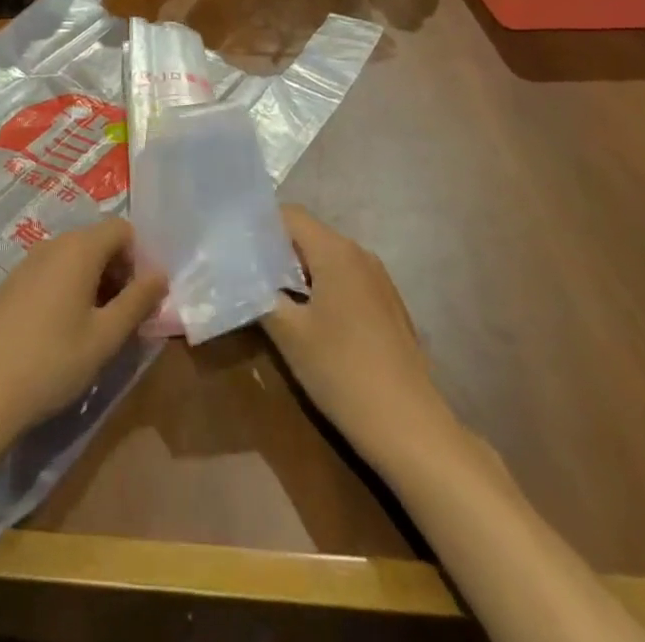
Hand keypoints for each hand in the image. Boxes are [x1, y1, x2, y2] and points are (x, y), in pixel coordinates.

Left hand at [0, 216, 166, 454]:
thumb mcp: (106, 337)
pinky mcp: (13, 283)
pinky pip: (52, 271)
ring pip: (75, 257)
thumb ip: (138, 301)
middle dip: (118, 272)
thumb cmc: (53, 361)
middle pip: (98, 241)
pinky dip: (68, 289)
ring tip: (94, 328)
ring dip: (94, 282)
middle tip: (122, 317)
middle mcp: (54, 244)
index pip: (122, 229)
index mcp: (80, 248)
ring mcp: (29, 261)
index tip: (139, 298)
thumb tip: (160, 275)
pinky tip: (62, 331)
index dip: (138, 258)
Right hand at [261, 205, 455, 471]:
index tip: (235, 244)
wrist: (410, 428)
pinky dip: (322, 288)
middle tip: (245, 272)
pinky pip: (345, 280)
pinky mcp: (388, 306)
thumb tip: (241, 275)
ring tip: (270, 296)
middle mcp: (359, 254)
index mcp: (335, 251)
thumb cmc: (343, 371)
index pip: (289, 215)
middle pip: (309, 235)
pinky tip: (308, 321)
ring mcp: (378, 280)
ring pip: (327, 259)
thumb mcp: (288, 334)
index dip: (259, 225)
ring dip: (298, 272)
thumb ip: (260, 295)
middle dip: (276, 250)